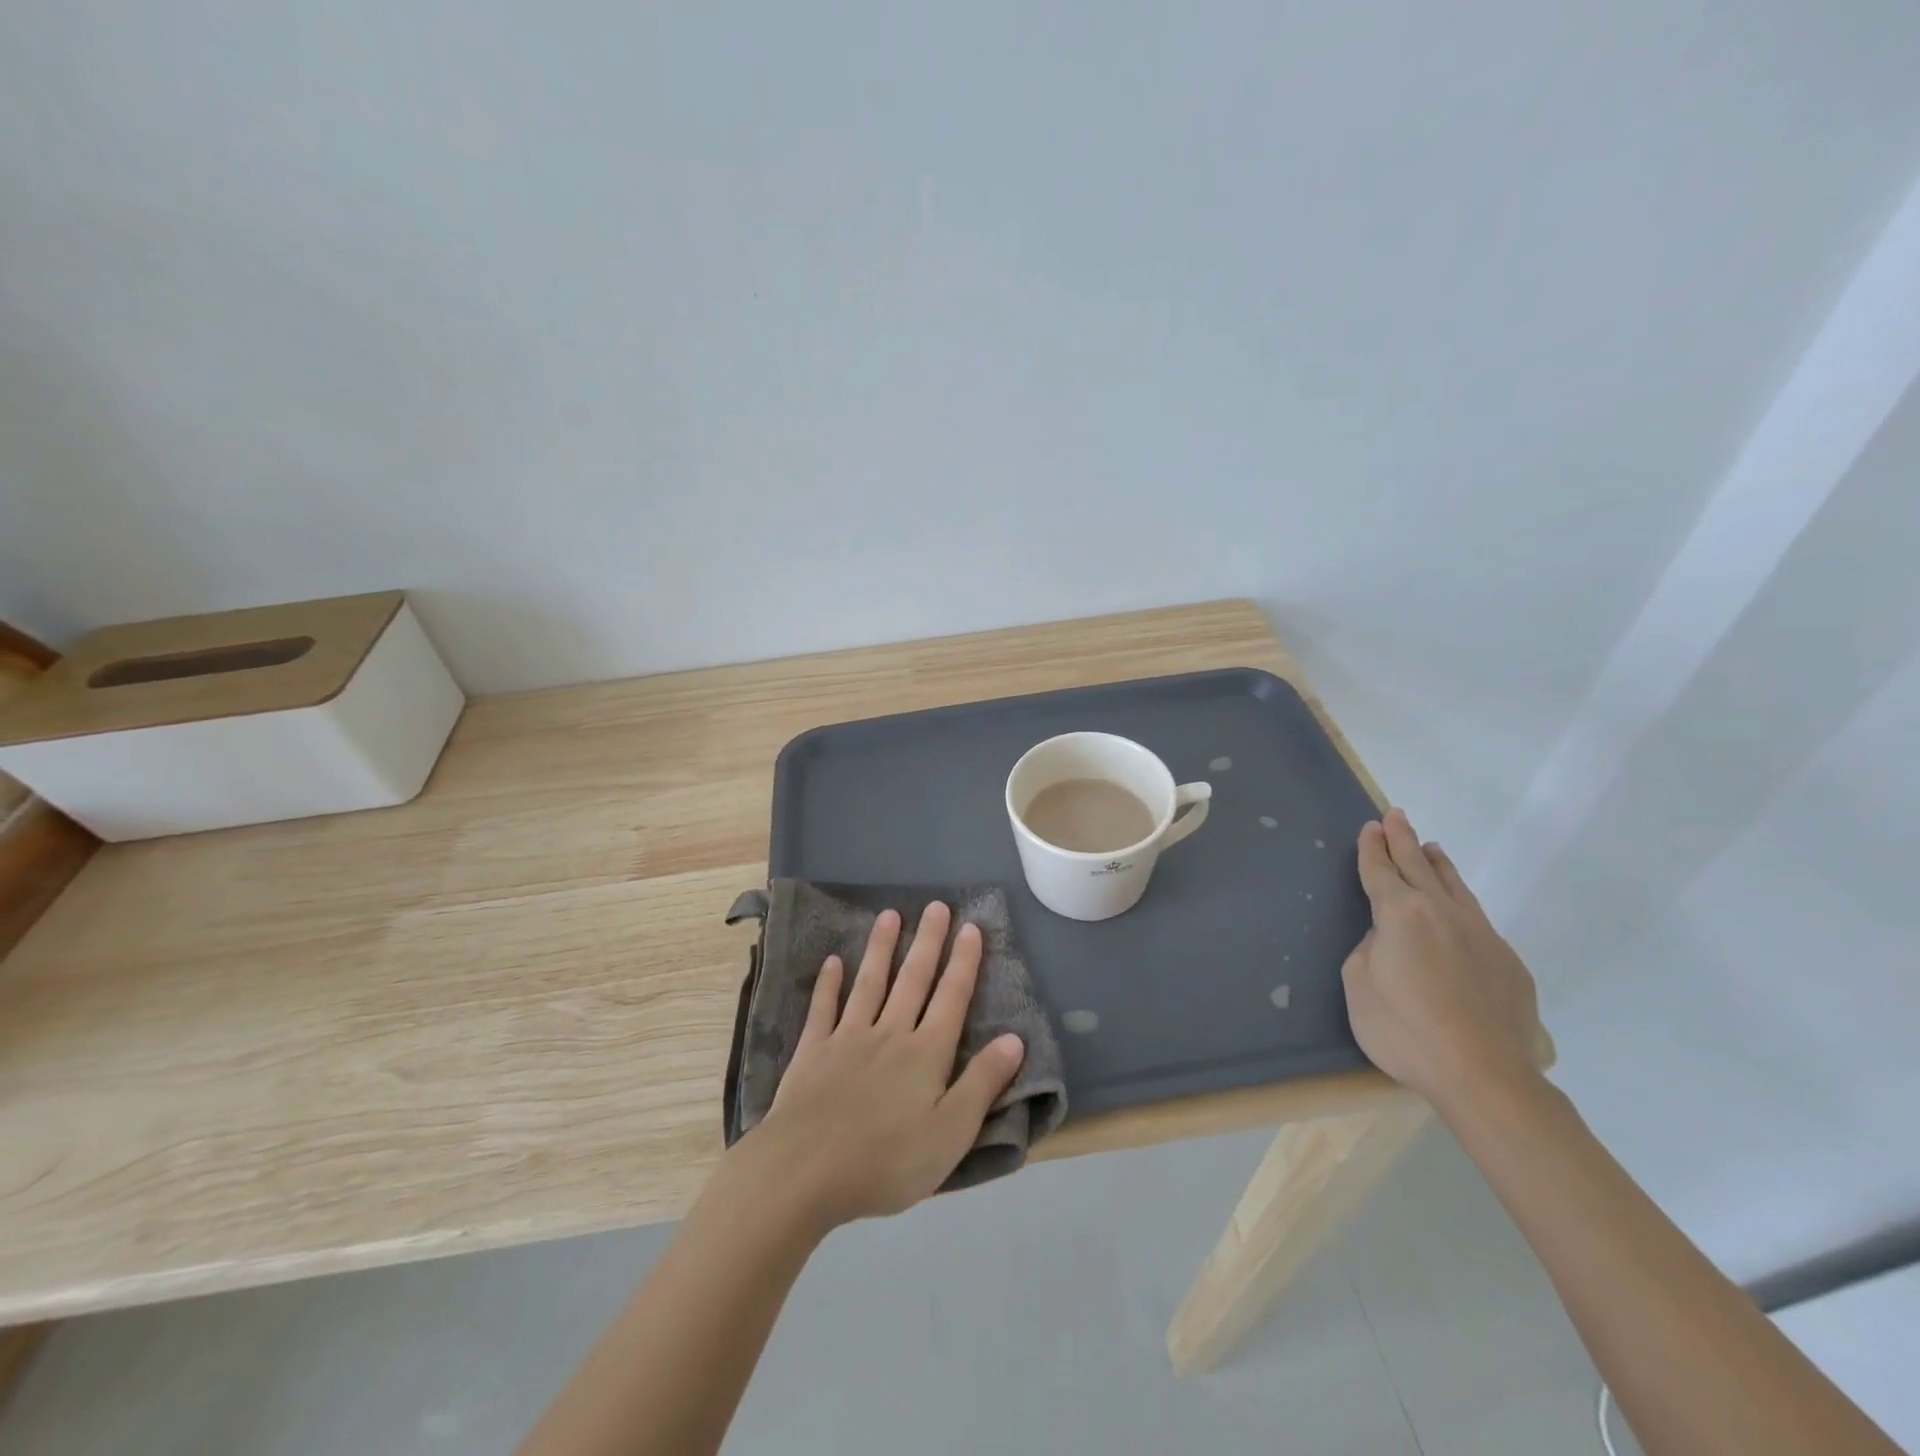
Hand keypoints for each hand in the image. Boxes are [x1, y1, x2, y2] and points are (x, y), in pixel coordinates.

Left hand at [749, 902, 1024, 1231]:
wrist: (805, 1170)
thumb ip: (982, 1083)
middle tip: (936, 906)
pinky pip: (823, 1009)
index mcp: (926, 1053)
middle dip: (927, 941)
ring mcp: (847, 1038)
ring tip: (889, 915)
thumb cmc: (886, 1160)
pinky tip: (832, 962)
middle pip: (913, 980)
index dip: (964, 962)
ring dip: (881, 948)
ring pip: (870, 983)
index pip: (951, 997)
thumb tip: (1014, 1039)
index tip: (971, 927)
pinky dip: (828, 984)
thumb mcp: (950, 1133)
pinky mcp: (813, 1052)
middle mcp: (890, 1034)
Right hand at [1341, 808, 1542, 1110]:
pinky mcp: (1507, 963)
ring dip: (1438, 864)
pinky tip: (1459, 911)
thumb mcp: (1359, 985)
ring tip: (1432, 847)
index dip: (1373, 849)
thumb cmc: (1403, 1029)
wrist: (1484, 1075)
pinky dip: (1460, 903)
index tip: (1371, 827)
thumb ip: (1370, 950)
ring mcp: (1481, 936)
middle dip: (1403, 840)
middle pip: (1418, 867)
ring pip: (1455, 887)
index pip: (1380, 871)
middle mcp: (1442, 913)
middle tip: (1396, 816)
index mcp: (1400, 914)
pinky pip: (1477, 920)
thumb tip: (1388, 940)